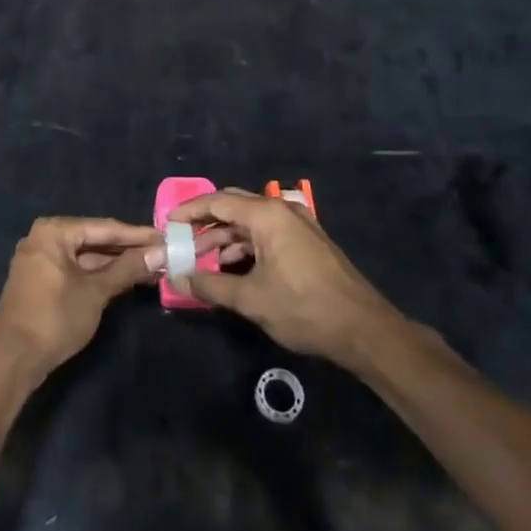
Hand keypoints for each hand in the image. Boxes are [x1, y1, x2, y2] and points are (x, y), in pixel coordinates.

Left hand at [0, 217, 159, 388]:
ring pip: (86, 257)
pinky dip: (99, 275)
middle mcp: (44, 238)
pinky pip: (76, 270)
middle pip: (94, 240)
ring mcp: (40, 260)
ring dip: (116, 264)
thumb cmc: (54, 318)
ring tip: (151, 269)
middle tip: (162, 254)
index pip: (104, 227)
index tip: (165, 237)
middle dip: (128, 250)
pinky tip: (124, 280)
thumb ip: (127, 268)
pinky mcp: (41, 281)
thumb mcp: (95, 291)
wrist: (11, 360)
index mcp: (54, 231)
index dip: (137, 235)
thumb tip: (160, 251)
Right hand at [169, 190, 402, 364]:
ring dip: (225, 238)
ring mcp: (298, 225)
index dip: (189, 211)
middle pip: (234, 207)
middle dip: (205, 224)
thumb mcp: (251, 299)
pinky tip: (232, 268)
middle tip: (181, 241)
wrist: (363, 330)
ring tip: (202, 261)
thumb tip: (178, 277)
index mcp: (267, 215)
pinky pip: (267, 234)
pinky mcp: (307, 243)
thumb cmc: (303, 308)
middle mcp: (282, 211)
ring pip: (250, 223)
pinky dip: (245, 246)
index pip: (218, 201)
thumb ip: (210, 285)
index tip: (167, 223)